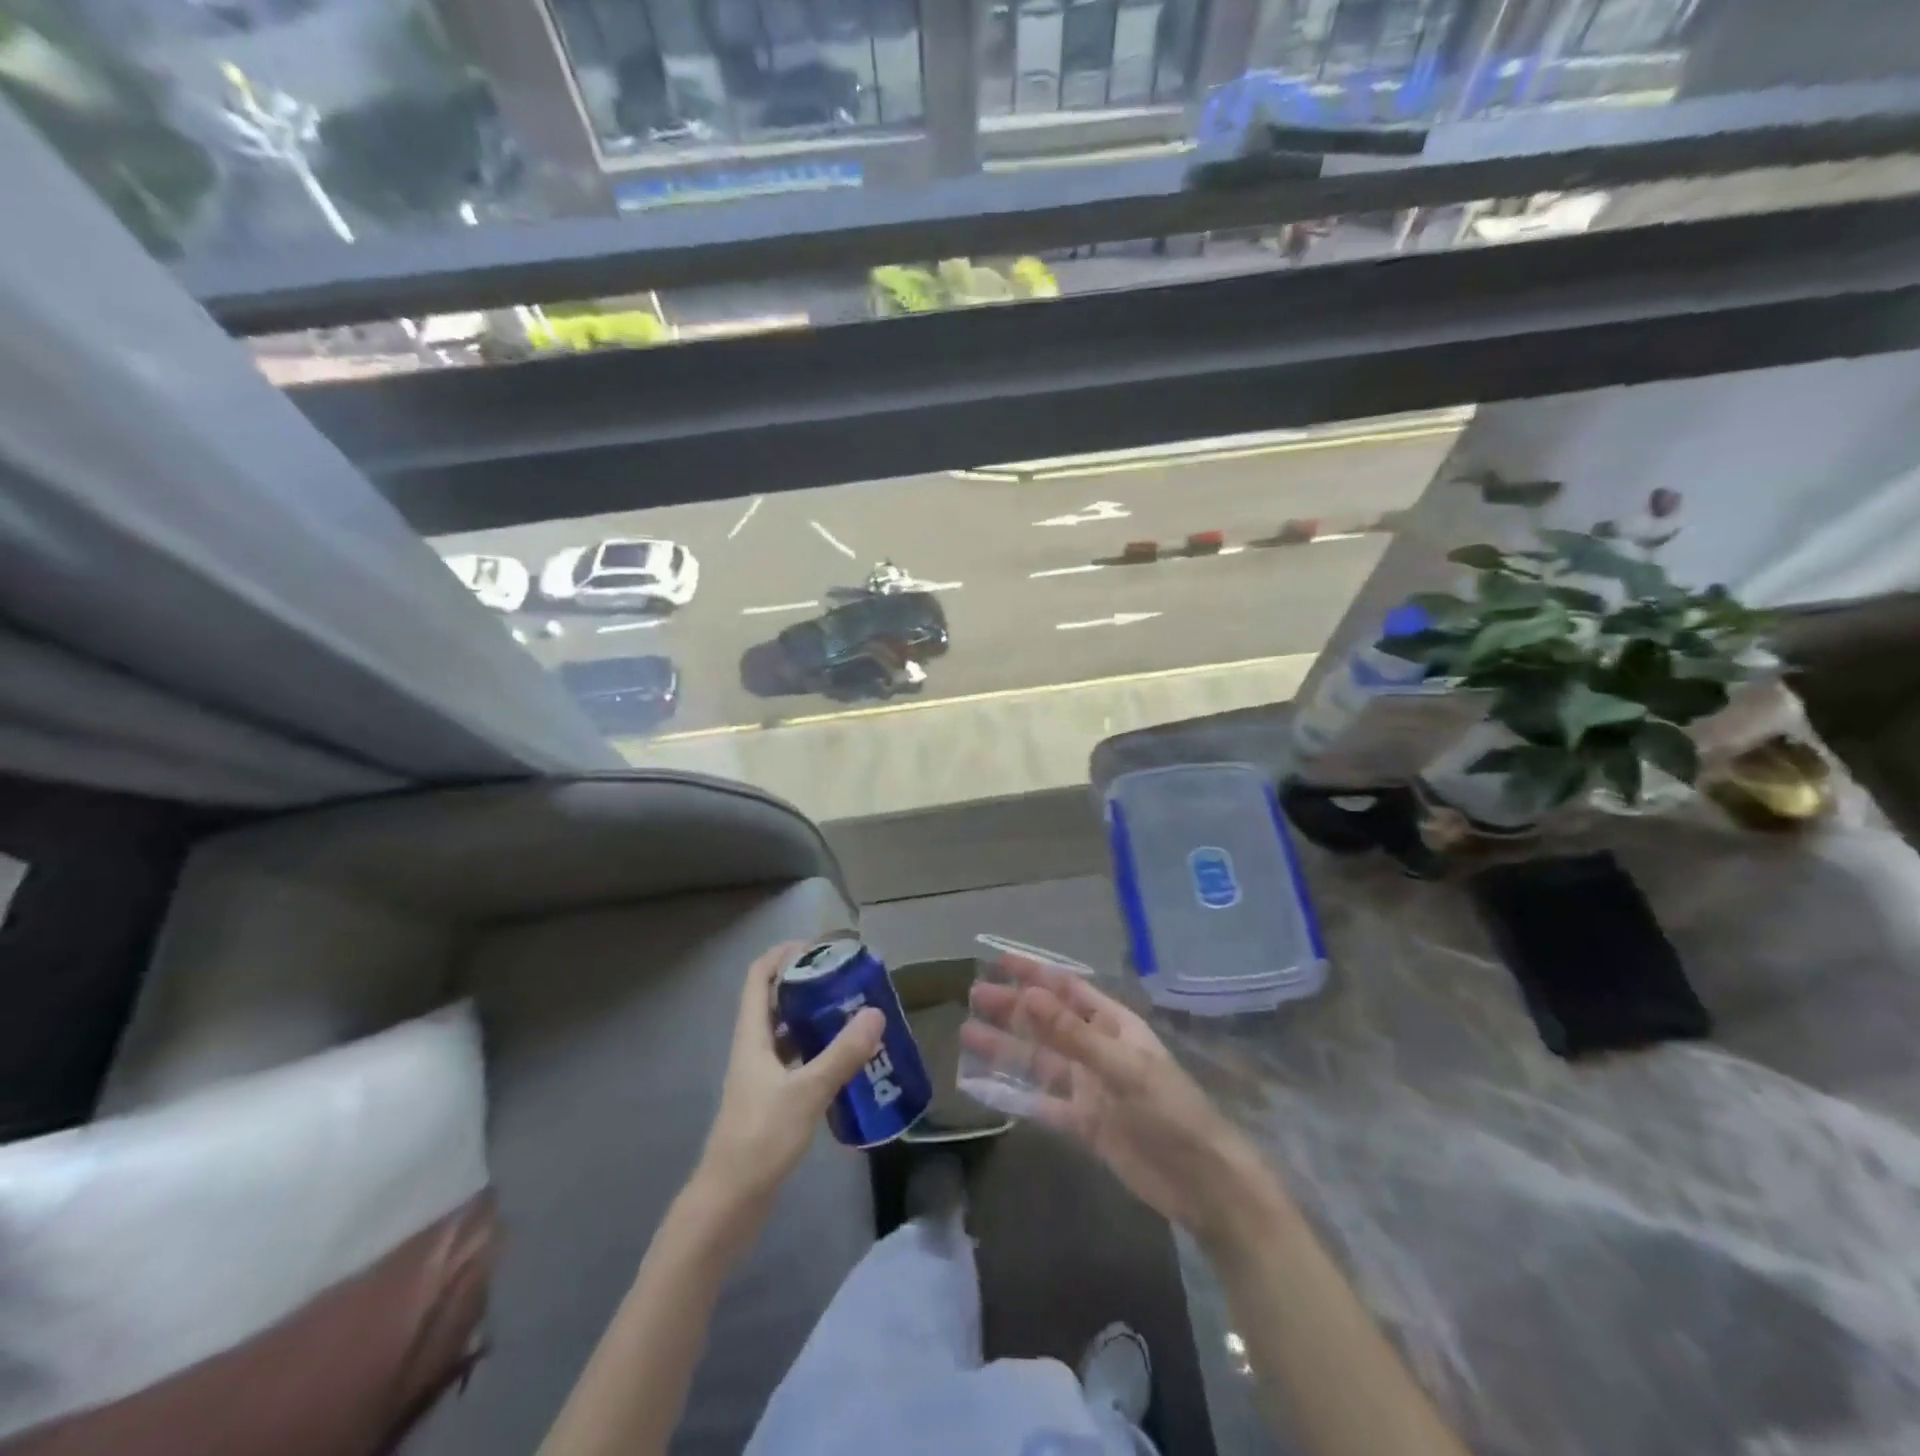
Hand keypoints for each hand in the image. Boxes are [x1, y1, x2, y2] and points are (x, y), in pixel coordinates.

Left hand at [697, 942, 885, 1212]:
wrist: (729, 1204)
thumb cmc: (759, 1139)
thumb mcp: (806, 1092)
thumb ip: (842, 1054)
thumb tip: (876, 1013)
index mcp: (751, 1036)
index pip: (759, 976)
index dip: (784, 954)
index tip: (820, 946)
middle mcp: (754, 1048)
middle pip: (775, 1000)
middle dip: (808, 983)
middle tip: (848, 979)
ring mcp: (761, 1076)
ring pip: (788, 1032)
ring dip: (815, 1018)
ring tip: (855, 1012)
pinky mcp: (771, 1100)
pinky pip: (796, 1061)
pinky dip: (819, 1052)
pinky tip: (847, 1061)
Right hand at [961, 953, 1279, 1247]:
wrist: (1200, 1181)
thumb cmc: (1169, 1111)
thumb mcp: (1121, 1067)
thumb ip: (1072, 1034)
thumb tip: (1028, 994)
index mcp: (1113, 1026)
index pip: (1067, 990)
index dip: (1036, 974)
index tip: (1000, 961)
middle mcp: (1096, 1050)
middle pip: (1047, 1022)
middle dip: (1013, 1008)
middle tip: (974, 996)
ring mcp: (1088, 1087)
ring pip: (1039, 1060)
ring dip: (1006, 1046)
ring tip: (968, 1034)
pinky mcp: (1083, 1124)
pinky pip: (1042, 1103)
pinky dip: (1015, 1094)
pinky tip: (986, 1087)